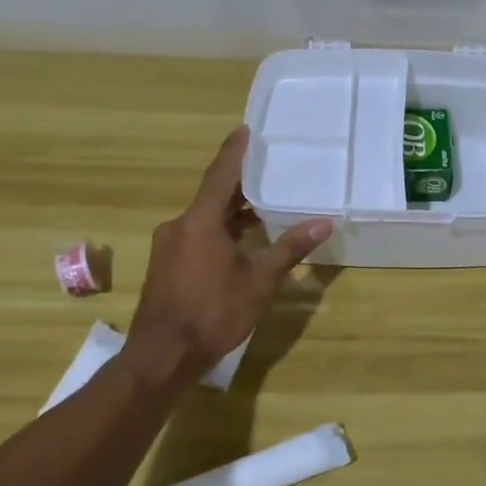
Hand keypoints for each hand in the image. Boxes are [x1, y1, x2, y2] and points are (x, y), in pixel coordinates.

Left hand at [126, 126, 331, 383]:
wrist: (162, 356)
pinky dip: (220, 229)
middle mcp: (180, 226)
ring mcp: (170, 246)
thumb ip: (289, 249)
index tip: (245, 129)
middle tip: (267, 167)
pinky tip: (241, 240)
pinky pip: (197, 234)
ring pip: (205, 217)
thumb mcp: (259, 282)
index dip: (235, 152)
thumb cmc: (213, 313)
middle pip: (213, 195)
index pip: (221, 175)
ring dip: (231, 210)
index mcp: (200, 222)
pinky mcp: (167, 264)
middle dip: (239, 182)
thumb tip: (323, 222)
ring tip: (263, 203)